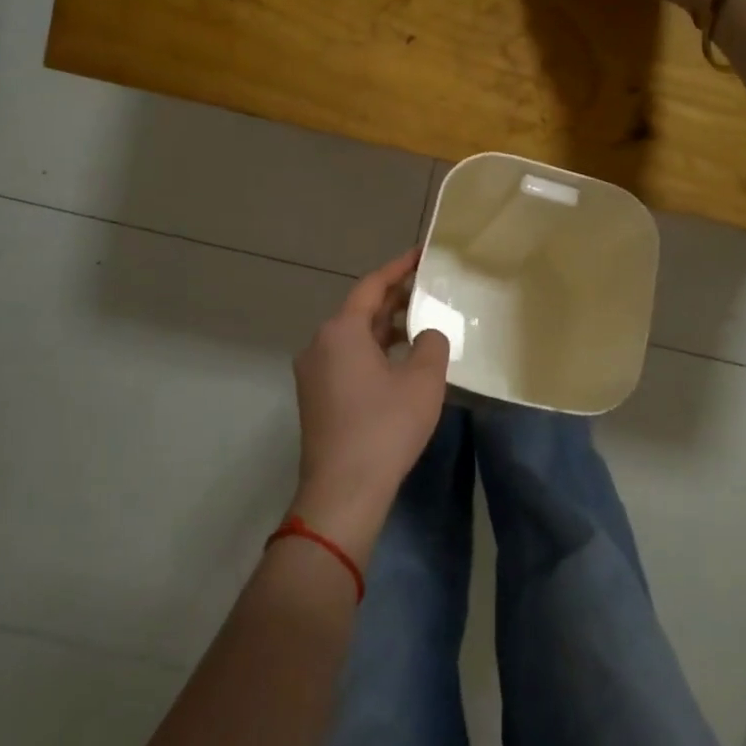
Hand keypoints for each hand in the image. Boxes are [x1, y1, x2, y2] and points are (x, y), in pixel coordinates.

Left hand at [290, 249, 450, 564]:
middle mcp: (320, 344)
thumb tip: (428, 335)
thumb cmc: (385, 428)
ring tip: (419, 324)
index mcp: (341, 330)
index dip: (399, 268)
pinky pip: (346, 359)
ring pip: (352, 337)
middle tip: (428, 289)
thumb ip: (433, 344)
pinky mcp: (316, 397)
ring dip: (384, 328)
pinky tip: (398, 363)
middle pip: (360, 310)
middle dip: (394, 298)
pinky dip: (372, 351)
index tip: (422, 255)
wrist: (343, 491)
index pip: (372, 285)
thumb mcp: (423, 381)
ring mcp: (313, 372)